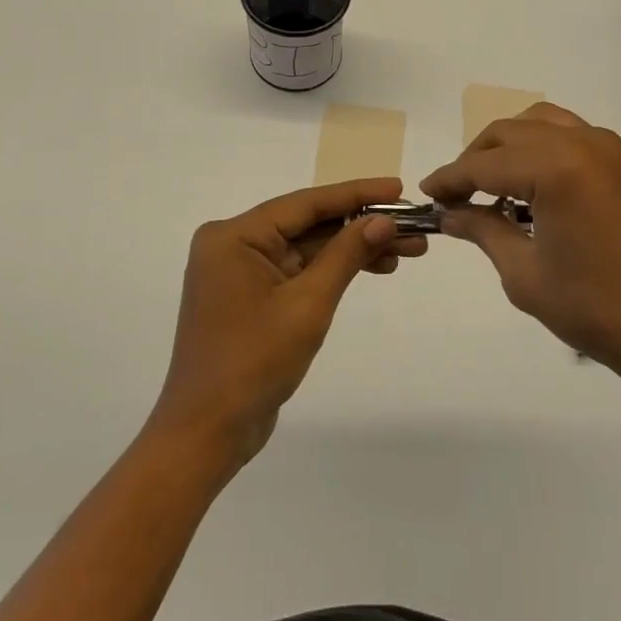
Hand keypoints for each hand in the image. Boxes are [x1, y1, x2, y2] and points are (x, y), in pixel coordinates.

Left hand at [149, 178, 426, 470]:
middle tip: (413, 226)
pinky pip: (299, 270)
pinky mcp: (251, 295)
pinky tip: (375, 266)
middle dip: (361, 225)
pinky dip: (334, 270)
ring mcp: (241, 270)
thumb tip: (382, 219)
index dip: (356, 194)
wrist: (207, 433)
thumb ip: (346, 255)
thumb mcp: (308, 304)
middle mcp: (234, 244)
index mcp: (234, 235)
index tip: (397, 187)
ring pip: (308, 247)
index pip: (306, 203)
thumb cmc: (253, 362)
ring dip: (354, 248)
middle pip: (309, 224)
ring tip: (408, 249)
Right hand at [421, 104, 620, 406]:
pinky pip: (572, 136)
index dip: (450, 179)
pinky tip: (536, 189)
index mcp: (556, 167)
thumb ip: (483, 231)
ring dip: (510, 146)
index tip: (427, 195)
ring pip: (542, 124)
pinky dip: (543, 149)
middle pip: (510, 133)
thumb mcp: (526, 274)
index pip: (484, 164)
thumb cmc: (598, 310)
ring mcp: (612, 150)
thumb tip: (451, 214)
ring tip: (494, 186)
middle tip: (457, 196)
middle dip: (476, 159)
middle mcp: (583, 143)